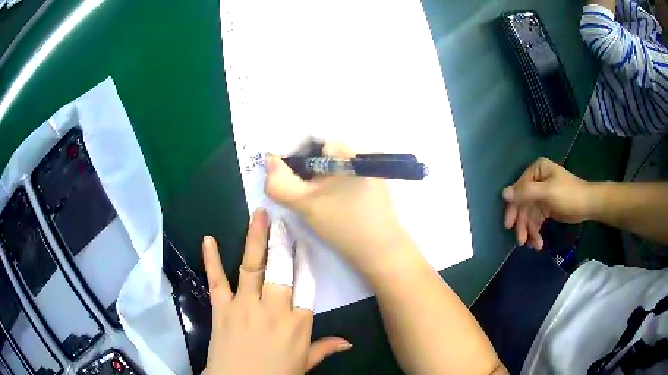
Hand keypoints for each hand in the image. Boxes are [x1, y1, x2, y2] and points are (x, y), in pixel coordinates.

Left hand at [203, 209, 350, 374]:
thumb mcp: (303, 365)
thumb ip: (324, 349)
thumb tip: (349, 343)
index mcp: (298, 323)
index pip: (306, 286)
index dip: (304, 264)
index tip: (303, 245)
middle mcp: (274, 308)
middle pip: (281, 270)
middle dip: (282, 244)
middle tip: (281, 222)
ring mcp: (246, 305)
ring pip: (253, 266)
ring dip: (255, 239)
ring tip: (258, 215)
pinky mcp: (223, 307)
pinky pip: (217, 280)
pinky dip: (211, 259)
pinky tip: (208, 239)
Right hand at [264, 144, 416, 279]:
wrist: (381, 251)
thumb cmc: (343, 225)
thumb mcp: (304, 204)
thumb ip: (279, 183)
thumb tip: (269, 160)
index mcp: (346, 148)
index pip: (309, 140)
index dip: (292, 157)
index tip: (288, 179)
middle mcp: (361, 149)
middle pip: (321, 150)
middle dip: (305, 168)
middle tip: (300, 191)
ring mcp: (370, 165)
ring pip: (332, 162)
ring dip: (318, 176)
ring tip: (315, 197)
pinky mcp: (375, 178)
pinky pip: (345, 171)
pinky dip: (333, 181)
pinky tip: (332, 199)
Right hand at [503, 157, 592, 249]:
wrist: (588, 205)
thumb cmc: (569, 194)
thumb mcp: (548, 192)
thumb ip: (526, 192)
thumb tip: (504, 194)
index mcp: (536, 171)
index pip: (519, 189)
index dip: (513, 207)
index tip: (509, 225)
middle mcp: (537, 181)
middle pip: (523, 204)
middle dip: (523, 224)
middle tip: (521, 241)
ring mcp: (541, 195)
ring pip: (529, 215)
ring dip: (530, 231)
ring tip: (534, 245)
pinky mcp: (546, 207)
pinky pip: (536, 220)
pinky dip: (536, 232)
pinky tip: (538, 243)